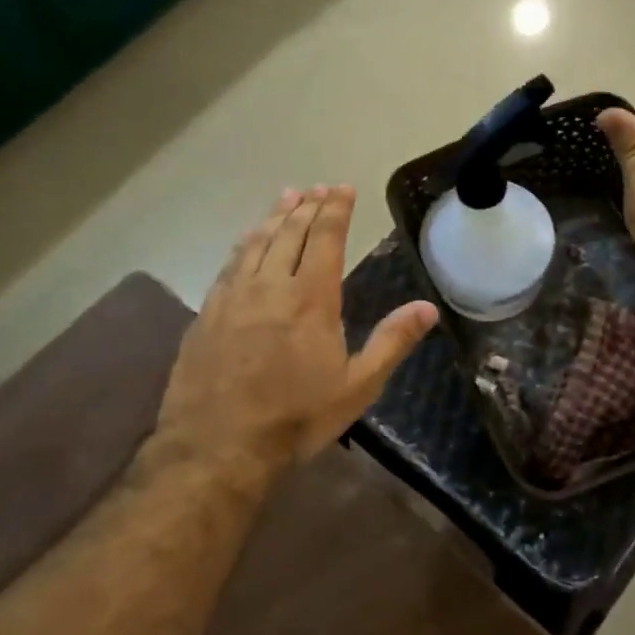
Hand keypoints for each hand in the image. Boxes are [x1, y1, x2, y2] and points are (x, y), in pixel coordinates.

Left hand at [155, 186, 437, 479]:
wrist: (217, 447)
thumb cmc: (296, 418)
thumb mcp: (358, 386)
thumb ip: (392, 341)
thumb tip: (428, 307)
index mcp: (311, 298)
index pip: (326, 238)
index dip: (336, 210)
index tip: (343, 188)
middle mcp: (270, 286)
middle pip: (290, 233)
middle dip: (307, 206)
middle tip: (318, 187)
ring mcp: (233, 297)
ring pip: (256, 243)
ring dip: (274, 217)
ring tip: (286, 197)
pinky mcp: (206, 314)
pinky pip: (229, 265)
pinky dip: (244, 243)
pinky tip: (247, 241)